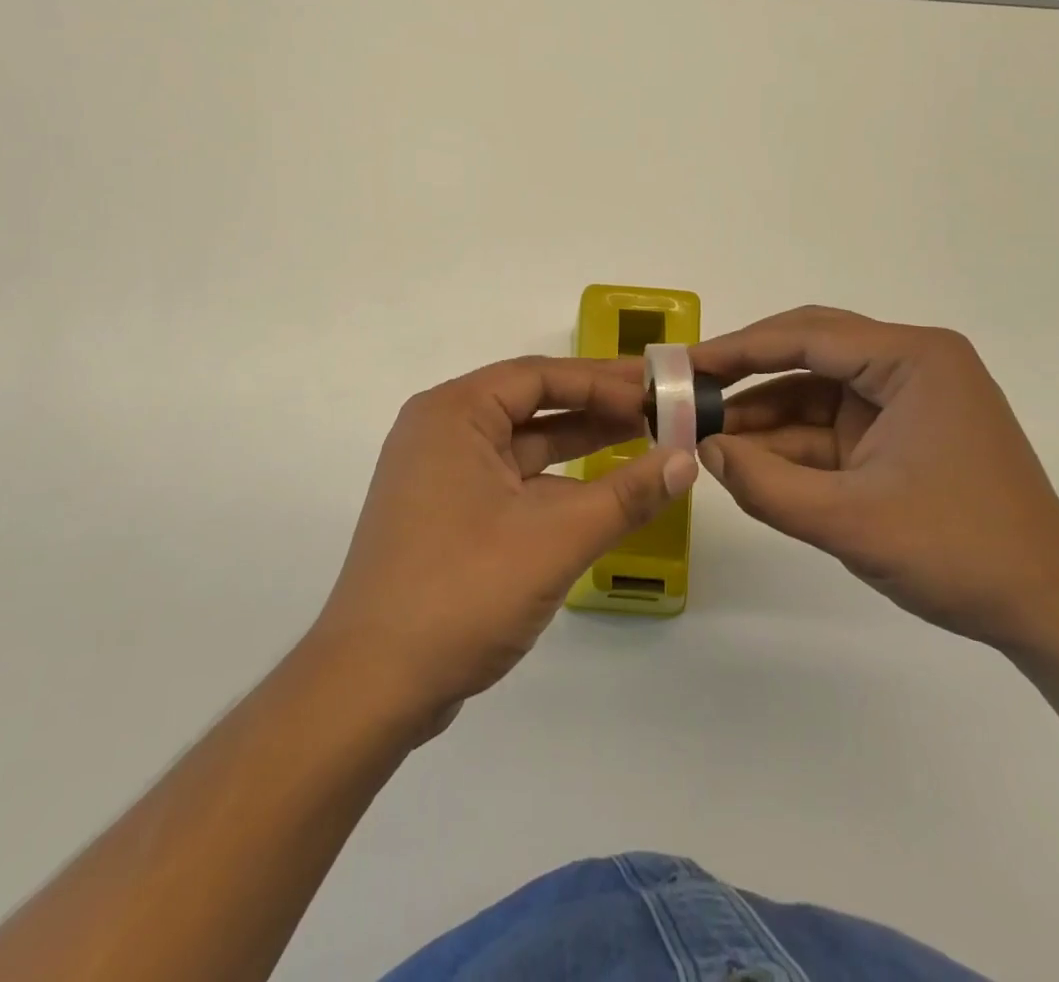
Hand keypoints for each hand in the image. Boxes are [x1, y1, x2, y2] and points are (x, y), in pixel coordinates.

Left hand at [309, 357, 696, 731]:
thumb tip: (685, 460)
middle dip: (594, 407)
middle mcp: (441, 431)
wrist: (373, 682)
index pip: (538, 376)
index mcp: (454, 413)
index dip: (602, 380)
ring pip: (521, 444)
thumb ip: (626, 496)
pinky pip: (510, 480)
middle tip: (657, 409)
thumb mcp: (555, 538)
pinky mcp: (445, 513)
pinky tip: (600, 493)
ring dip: (578, 444)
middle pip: (530, 403)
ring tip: (642, 440)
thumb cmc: (462, 590)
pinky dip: (554, 482)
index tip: (654, 390)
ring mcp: (439, 474)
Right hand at [692, 306, 1058, 648]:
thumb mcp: (850, 521)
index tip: (684, 366)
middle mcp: (910, 364)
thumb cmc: (960, 553)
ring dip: (762, 414)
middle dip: (746, 373)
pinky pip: (829, 426)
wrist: (1051, 613)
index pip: (807, 335)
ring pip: (813, 391)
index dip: (738, 348)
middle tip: (688, 390)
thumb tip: (702, 450)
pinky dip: (788, 443)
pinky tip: (744, 460)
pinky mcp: (898, 434)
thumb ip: (765, 485)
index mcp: (913, 359)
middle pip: (809, 350)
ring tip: (703, 433)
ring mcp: (905, 400)